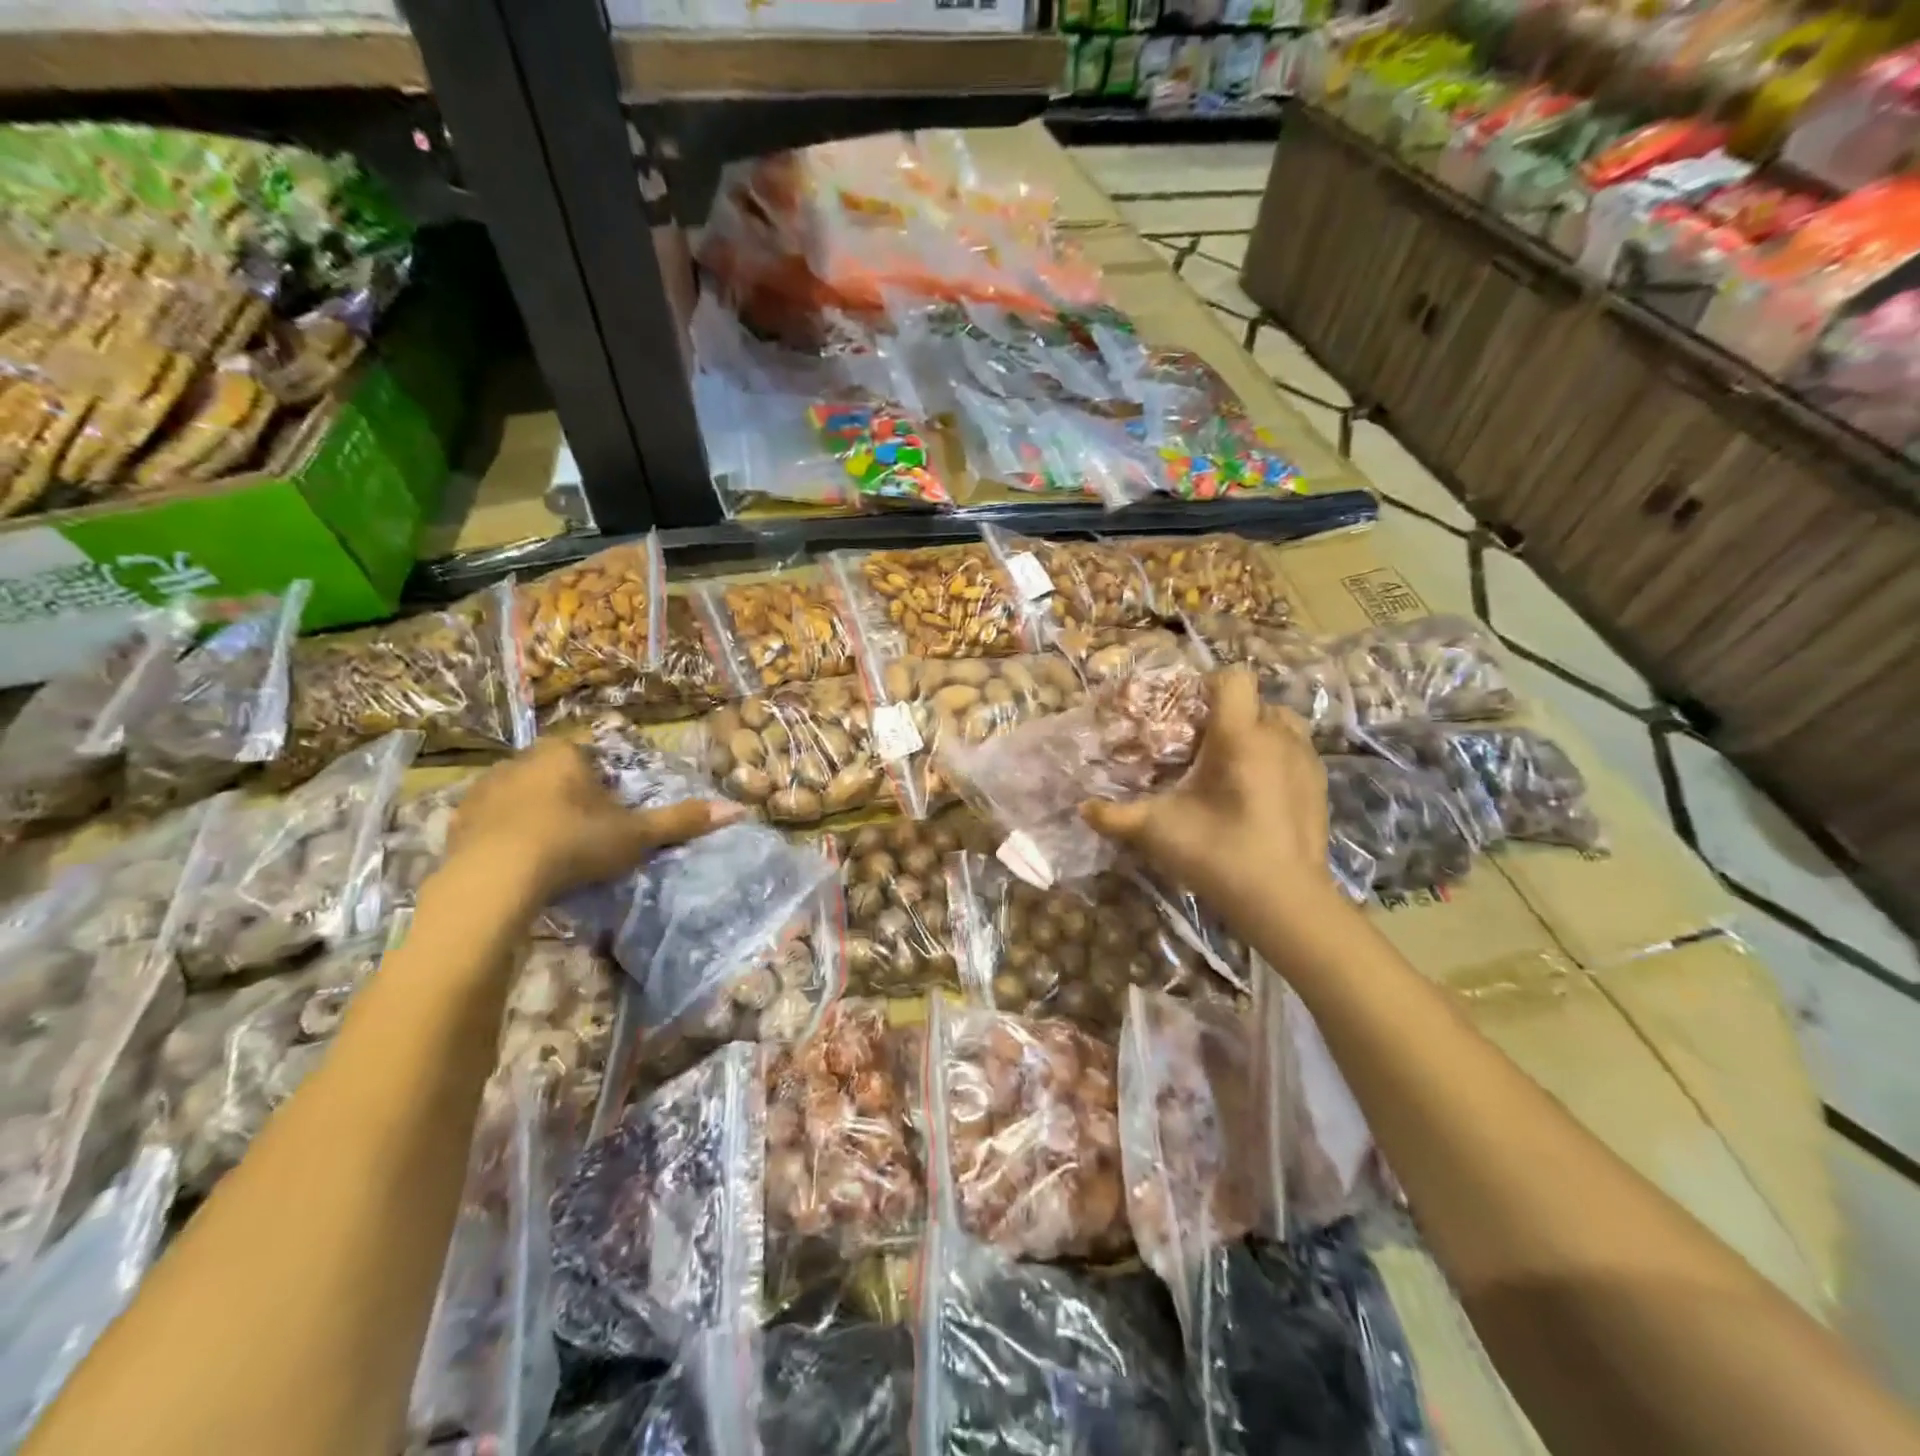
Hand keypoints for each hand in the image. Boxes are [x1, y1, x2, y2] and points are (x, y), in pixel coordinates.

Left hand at [449, 738, 743, 902]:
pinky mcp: (457, 819)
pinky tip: (518, 862)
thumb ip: (681, 821)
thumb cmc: (574, 843)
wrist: (494, 879)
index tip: (612, 811)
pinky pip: (491, 819)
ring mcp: (485, 788)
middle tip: (586, 832)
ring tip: (551, 850)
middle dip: (570, 795)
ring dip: (536, 813)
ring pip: (521, 794)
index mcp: (565, 754)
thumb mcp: (635, 835)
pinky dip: (506, 834)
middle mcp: (521, 760)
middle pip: (556, 772)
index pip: (592, 755)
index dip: (605, 782)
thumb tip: (738, 809)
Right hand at [1082, 667, 1339, 918]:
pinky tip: (1255, 792)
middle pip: (1255, 700)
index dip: (1207, 685)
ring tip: (1230, 765)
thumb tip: (1082, 808)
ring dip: (1255, 733)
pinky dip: (1274, 757)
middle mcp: (1278, 736)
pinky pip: (1295, 750)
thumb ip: (1114, 816)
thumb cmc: (1218, 854)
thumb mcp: (1157, 831)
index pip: (1233, 678)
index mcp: (1239, 736)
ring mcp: (1306, 759)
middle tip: (1200, 746)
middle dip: (1228, 714)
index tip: (1185, 714)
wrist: (1285, 901)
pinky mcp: (1320, 784)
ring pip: (1280, 723)